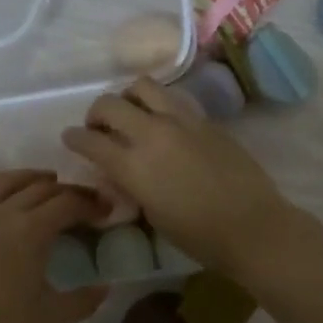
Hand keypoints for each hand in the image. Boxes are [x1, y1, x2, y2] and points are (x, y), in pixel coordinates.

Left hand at [0, 170, 106, 322]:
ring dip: (25, 177)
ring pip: (0, 183)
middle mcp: (0, 215)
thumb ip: (84, 300)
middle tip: (81, 200)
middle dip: (66, 190)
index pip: (67, 204)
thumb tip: (106, 287)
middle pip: (38, 189)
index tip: (105, 210)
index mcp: (30, 232)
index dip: (90, 203)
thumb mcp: (52, 318)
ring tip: (43, 179)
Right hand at [62, 78, 293, 275]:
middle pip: (109, 104)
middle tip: (99, 127)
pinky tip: (164, 124)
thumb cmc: (198, 236)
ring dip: (128, 97)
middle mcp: (152, 134)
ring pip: (142, 86)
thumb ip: (131, 186)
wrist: (252, 226)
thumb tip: (122, 172)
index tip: (71, 138)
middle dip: (96, 113)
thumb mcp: (152, 215)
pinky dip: (159, 106)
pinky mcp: (205, 120)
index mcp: (133, 166)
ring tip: (133, 114)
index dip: (74, 138)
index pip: (89, 140)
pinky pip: (173, 100)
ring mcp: (181, 121)